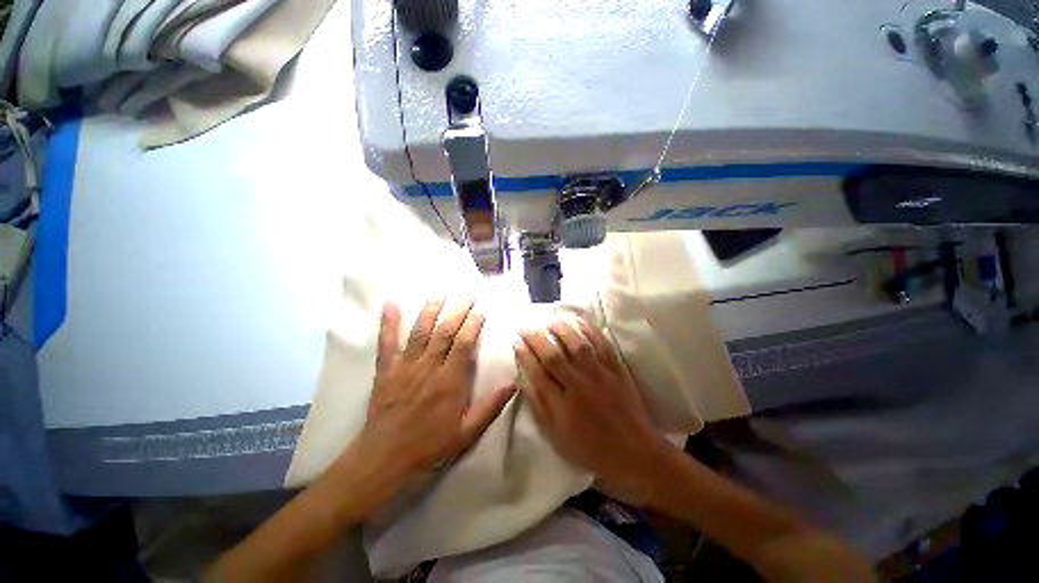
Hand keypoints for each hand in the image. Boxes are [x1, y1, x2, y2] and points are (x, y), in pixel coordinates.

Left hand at [358, 299, 515, 475]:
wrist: (384, 462)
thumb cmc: (429, 448)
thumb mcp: (467, 433)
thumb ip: (491, 406)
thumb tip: (515, 383)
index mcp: (449, 382)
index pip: (464, 344)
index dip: (473, 323)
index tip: (481, 309)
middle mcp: (428, 368)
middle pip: (445, 331)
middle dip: (457, 310)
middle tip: (467, 294)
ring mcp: (405, 367)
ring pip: (420, 331)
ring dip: (431, 310)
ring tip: (441, 294)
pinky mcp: (386, 371)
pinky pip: (387, 343)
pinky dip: (389, 322)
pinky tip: (392, 303)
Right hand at [514, 319, 672, 502]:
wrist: (633, 453)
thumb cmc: (590, 448)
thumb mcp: (556, 436)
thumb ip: (538, 406)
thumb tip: (523, 380)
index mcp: (562, 406)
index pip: (537, 373)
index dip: (524, 355)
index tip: (516, 342)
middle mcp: (579, 386)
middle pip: (553, 356)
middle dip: (536, 338)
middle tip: (525, 327)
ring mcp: (600, 376)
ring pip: (577, 345)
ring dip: (561, 329)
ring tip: (549, 321)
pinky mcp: (616, 370)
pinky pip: (603, 345)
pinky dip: (591, 330)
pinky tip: (579, 322)